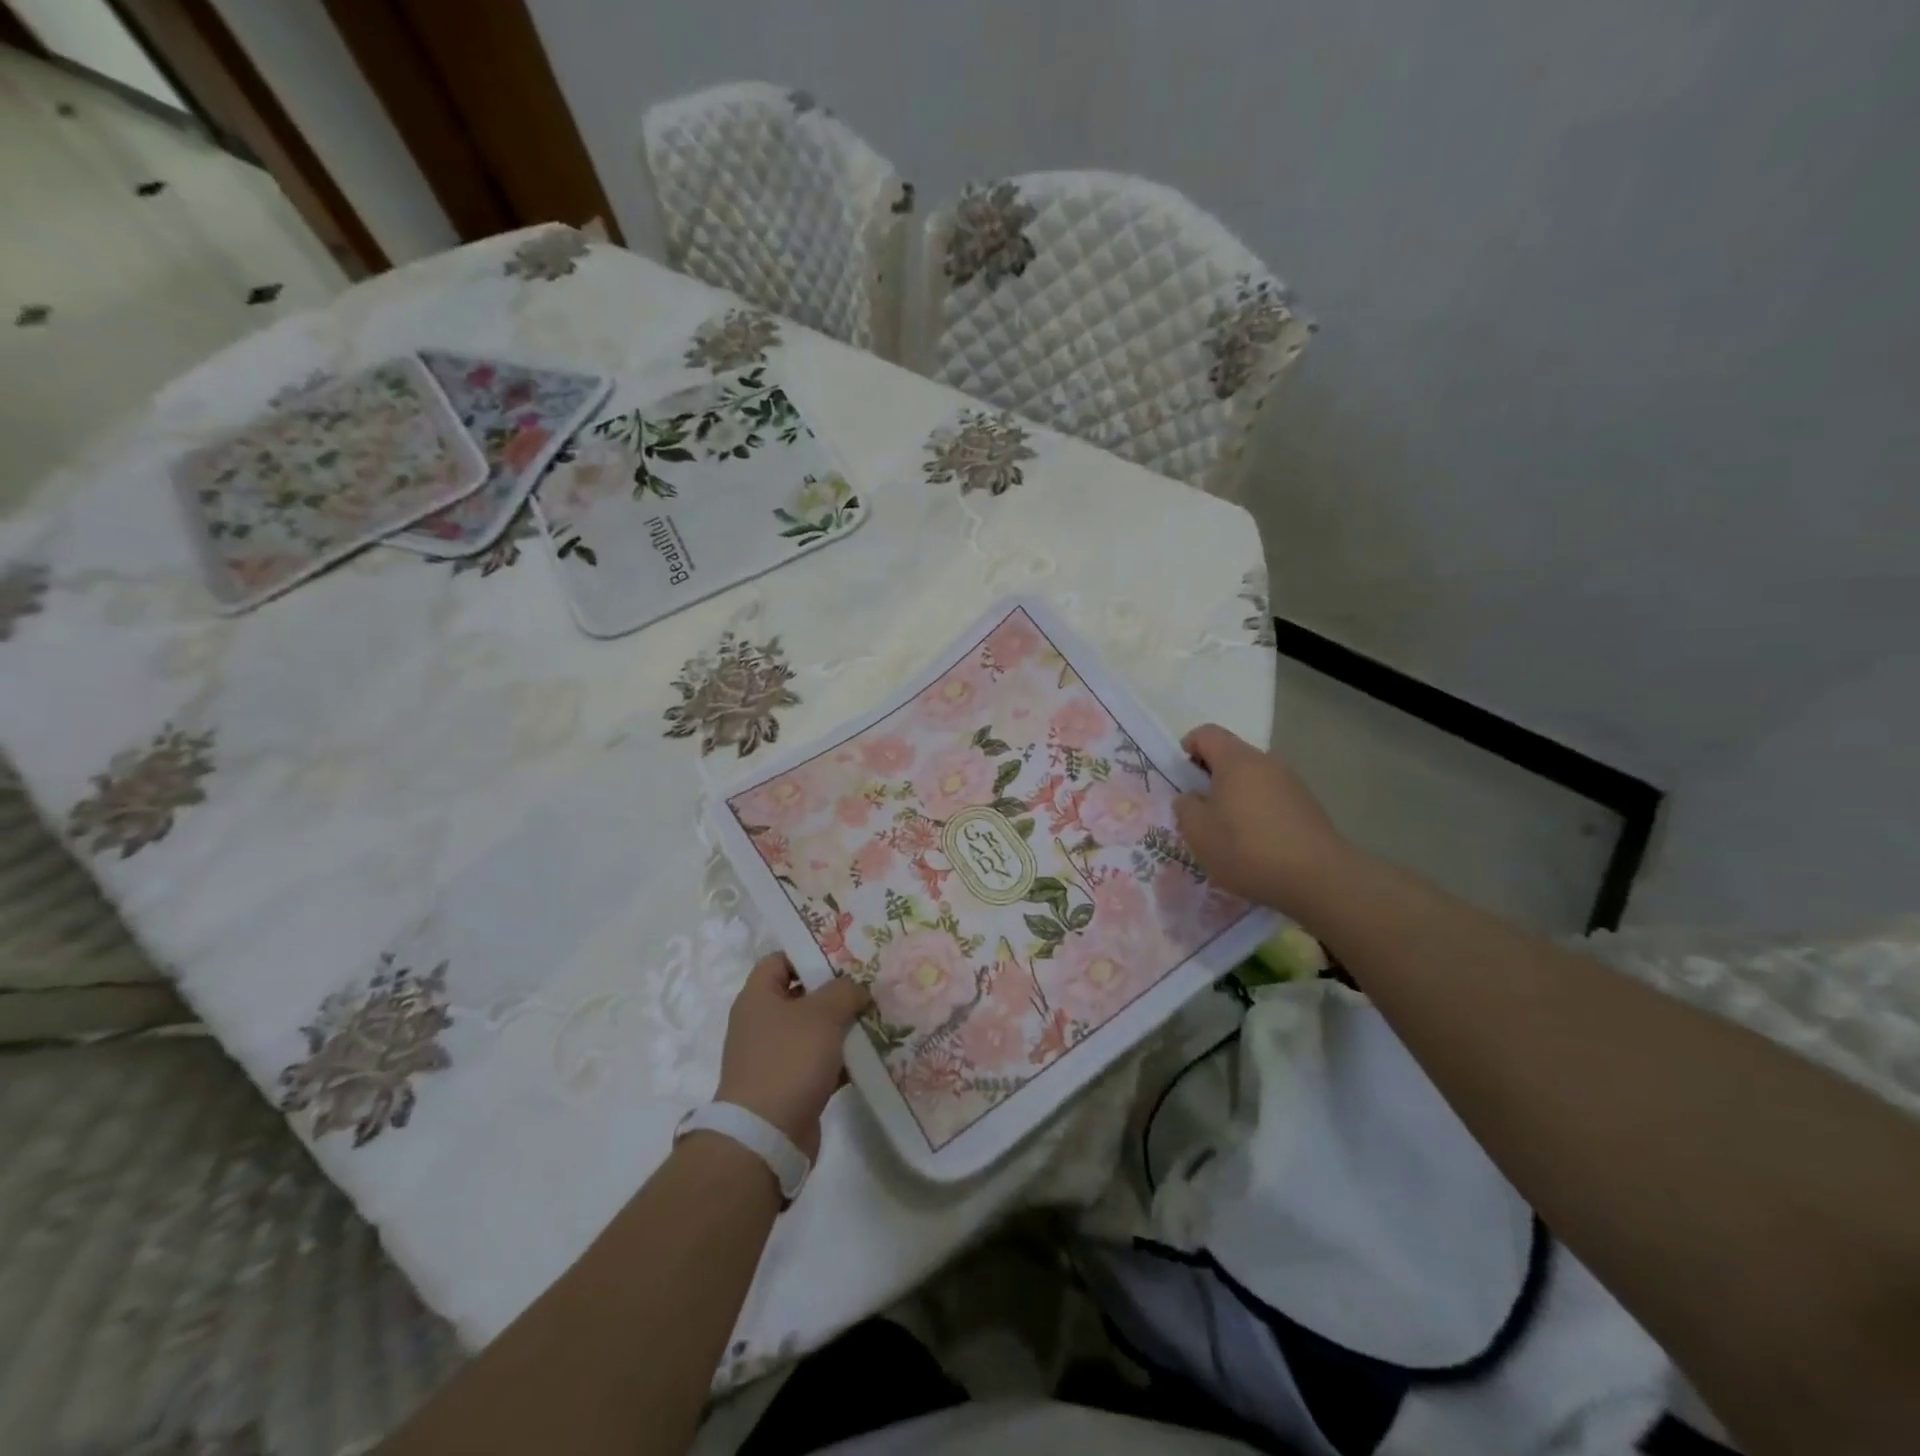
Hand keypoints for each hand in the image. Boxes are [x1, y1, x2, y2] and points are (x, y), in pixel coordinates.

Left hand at [715, 954, 870, 1159]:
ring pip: (815, 1030)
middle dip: (836, 990)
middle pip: (802, 994)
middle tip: (870, 983)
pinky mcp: (790, 1085)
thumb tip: (857, 989)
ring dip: (844, 1025)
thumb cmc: (789, 1060)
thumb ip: (844, 991)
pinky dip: (843, 1058)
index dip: (810, 952)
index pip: (781, 959)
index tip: (845, 953)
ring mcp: (775, 1056)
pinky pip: (821, 1061)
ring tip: (880, 1015)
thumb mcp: (822, 1014)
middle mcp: (762, 1022)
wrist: (765, 1136)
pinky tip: (874, 1054)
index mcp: (758, 997)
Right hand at [1173, 724, 1352, 914]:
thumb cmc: (1248, 849)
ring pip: (1252, 778)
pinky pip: (1271, 797)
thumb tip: (1191, 797)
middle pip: (1230, 755)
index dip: (1186, 749)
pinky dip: (1257, 811)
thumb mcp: (1198, 833)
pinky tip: (1256, 844)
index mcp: (1236, 760)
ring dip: (1235, 796)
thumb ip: (1185, 807)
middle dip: (1210, 777)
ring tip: (1228, 832)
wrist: (1319, 879)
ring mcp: (1291, 782)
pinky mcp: (1307, 805)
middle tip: (1199, 811)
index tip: (1180, 780)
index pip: (1205, 734)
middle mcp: (1266, 762)